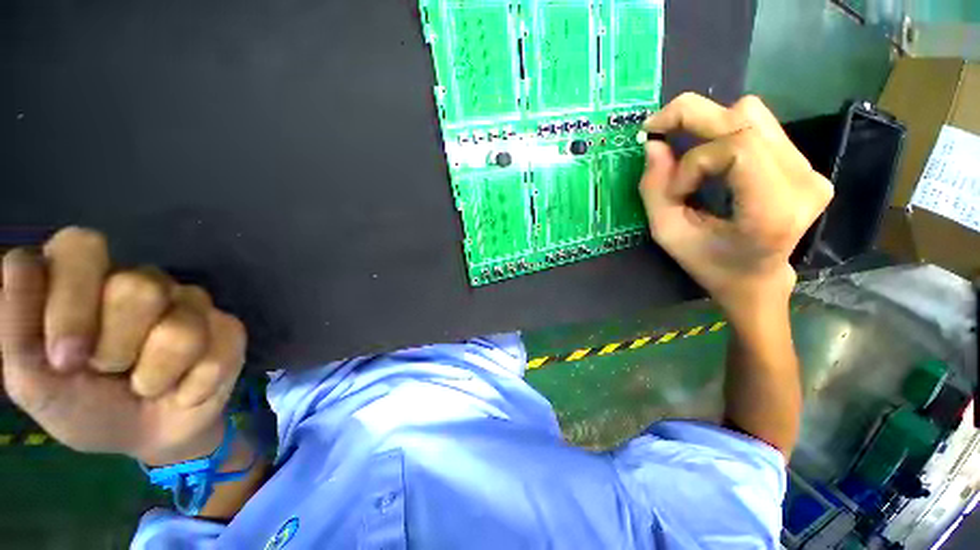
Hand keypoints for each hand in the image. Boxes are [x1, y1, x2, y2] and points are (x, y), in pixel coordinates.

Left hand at [1, 228, 246, 464]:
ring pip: (182, 319)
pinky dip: (199, 382)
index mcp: (77, 270)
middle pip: (137, 289)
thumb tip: (3, 281)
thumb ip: (8, 330)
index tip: (65, 361)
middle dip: (120, 352)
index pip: (82, 252)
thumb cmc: (73, 405)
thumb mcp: (29, 377)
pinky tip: (177, 391)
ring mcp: (174, 297)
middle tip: (107, 375)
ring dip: (158, 373)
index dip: (74, 307)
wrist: (135, 436)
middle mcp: (126, 273)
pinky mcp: (214, 330)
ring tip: (142, 387)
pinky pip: (222, 343)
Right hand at [639, 93, 832, 317]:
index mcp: (774, 213)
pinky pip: (764, 125)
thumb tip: (653, 141)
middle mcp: (800, 185)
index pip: (737, 148)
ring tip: (702, 150)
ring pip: (752, 112)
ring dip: (715, 122)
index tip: (676, 186)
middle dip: (692, 118)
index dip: (697, 158)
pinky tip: (727, 156)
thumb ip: (655, 190)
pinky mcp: (809, 166)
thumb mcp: (675, 239)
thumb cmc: (721, 270)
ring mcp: (809, 173)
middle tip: (661, 129)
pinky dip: (734, 128)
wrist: (764, 285)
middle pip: (743, 119)